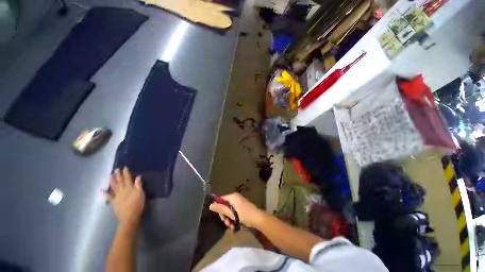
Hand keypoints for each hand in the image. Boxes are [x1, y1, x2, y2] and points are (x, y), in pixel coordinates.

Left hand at [105, 168, 144, 226]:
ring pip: (114, 187)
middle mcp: (122, 190)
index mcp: (129, 188)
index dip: (126, 173)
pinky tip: (101, 190)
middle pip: (120, 181)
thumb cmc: (137, 204)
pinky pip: (108, 197)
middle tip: (116, 169)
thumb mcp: (141, 194)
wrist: (129, 217)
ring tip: (110, 175)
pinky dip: (105, 193)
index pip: (127, 178)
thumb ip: (139, 185)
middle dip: (118, 175)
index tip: (124, 168)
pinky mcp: (113, 202)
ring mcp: (116, 196)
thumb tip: (138, 176)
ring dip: (111, 181)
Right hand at [209, 193, 265, 228]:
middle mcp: (235, 198)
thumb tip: (210, 205)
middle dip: (225, 215)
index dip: (219, 208)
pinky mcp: (241, 208)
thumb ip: (220, 208)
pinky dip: (233, 218)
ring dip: (229, 219)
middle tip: (226, 223)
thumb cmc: (243, 214)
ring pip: (229, 211)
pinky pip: (234, 212)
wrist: (257, 218)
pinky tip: (235, 225)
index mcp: (232, 196)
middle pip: (225, 206)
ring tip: (231, 226)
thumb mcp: (230, 212)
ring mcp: (239, 203)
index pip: (221, 199)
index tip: (220, 216)